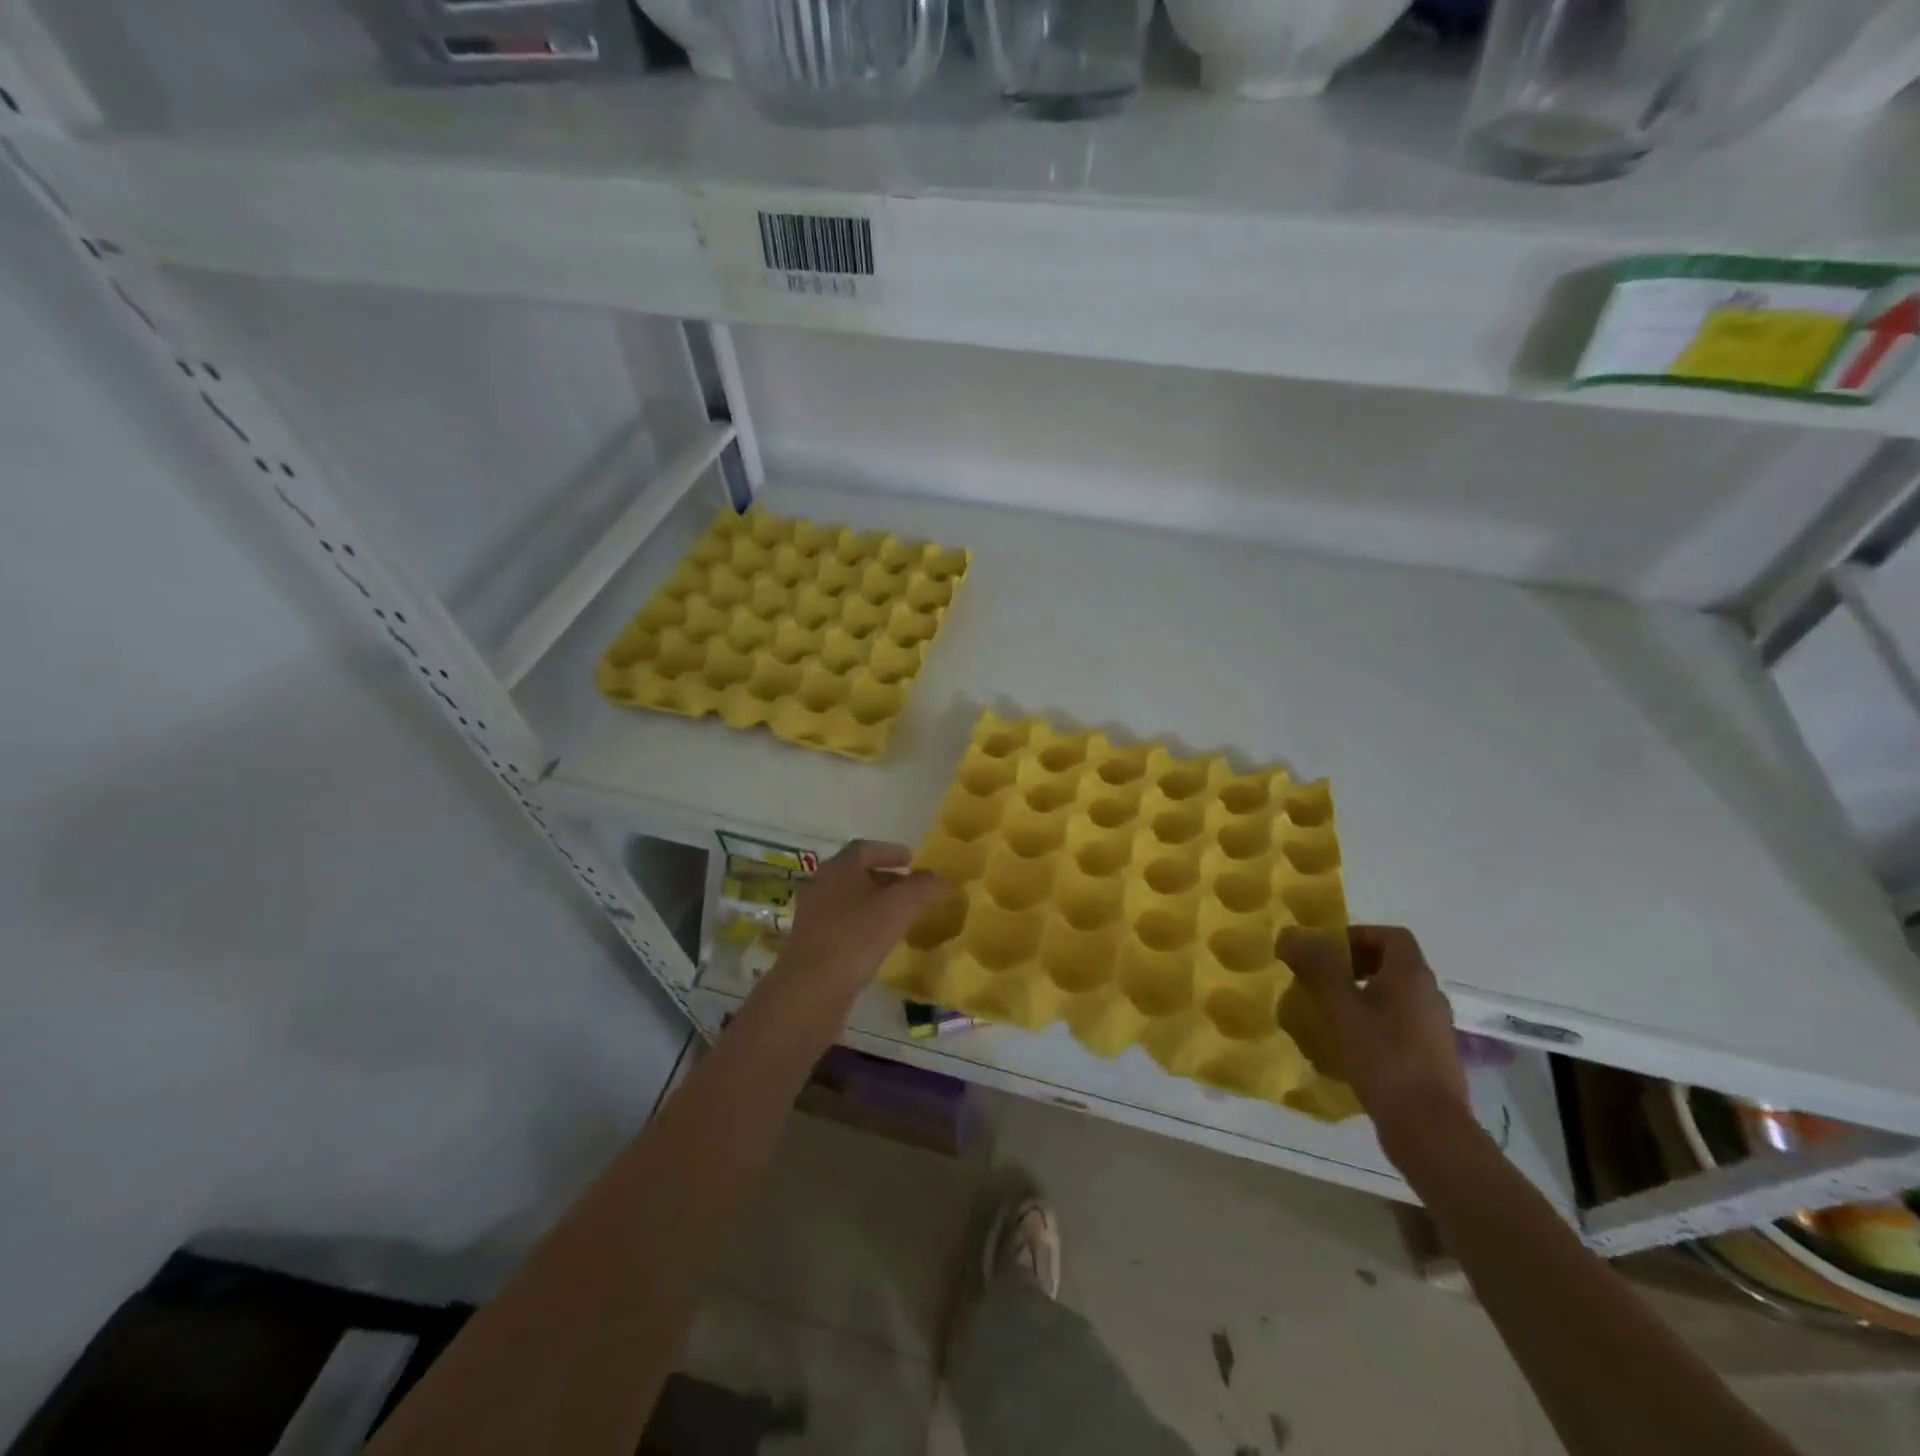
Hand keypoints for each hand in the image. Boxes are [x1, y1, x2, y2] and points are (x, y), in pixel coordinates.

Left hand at [768, 841, 944, 1008]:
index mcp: (838, 868)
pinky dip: (864, 925)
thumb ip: (923, 887)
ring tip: (900, 916)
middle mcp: (821, 886)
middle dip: (886, 878)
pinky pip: (843, 925)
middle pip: (856, 874)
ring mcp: (813, 917)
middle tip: (911, 889)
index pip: (865, 849)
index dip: (890, 851)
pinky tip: (880, 942)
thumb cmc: (856, 937)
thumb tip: (940, 879)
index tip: (912, 860)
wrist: (811, 990)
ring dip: (875, 903)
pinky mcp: (812, 944)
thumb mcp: (899, 907)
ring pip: (849, 901)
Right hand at [1279, 925, 1471, 1158]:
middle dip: (1354, 965)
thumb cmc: (1382, 1057)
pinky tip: (1353, 1044)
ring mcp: (1435, 1027)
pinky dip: (1376, 1021)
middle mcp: (1430, 995)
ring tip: (1332, 1012)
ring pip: (1396, 995)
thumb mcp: (1340, 1007)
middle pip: (1393, 963)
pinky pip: (1401, 1022)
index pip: (1391, 935)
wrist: (1429, 1128)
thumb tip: (1292, 935)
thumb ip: (1317, 966)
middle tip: (1322, 980)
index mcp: (1412, 975)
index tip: (1327, 953)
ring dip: (1364, 994)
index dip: (1358, 935)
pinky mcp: (1433, 1056)